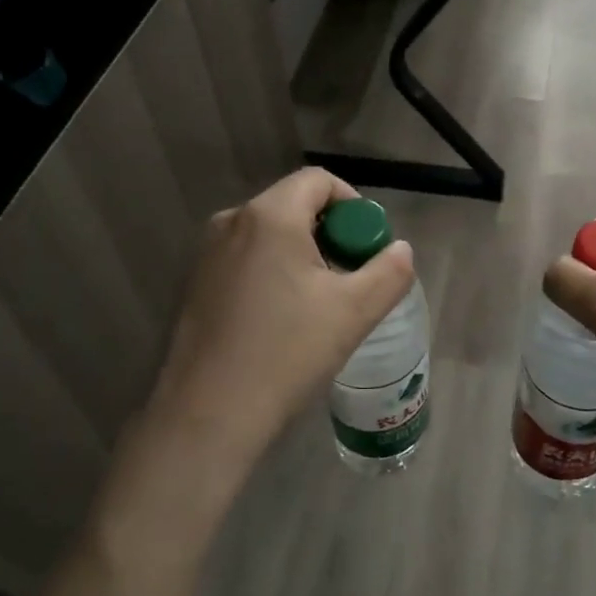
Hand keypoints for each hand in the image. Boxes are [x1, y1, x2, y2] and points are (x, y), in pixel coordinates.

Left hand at [148, 168, 414, 472]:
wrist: (208, 414)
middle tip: (349, 278)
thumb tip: (400, 249)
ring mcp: (207, 252)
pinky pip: (246, 258)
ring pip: (269, 234)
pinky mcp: (195, 282)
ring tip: (319, 303)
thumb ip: (389, 272)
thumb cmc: (286, 353)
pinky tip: (281, 319)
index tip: (366, 247)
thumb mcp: (354, 312)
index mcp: (269, 216)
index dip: (353, 205)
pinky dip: (272, 271)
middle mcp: (232, 221)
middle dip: (330, 233)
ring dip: (302, 254)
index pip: (319, 181)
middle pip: (294, 205)